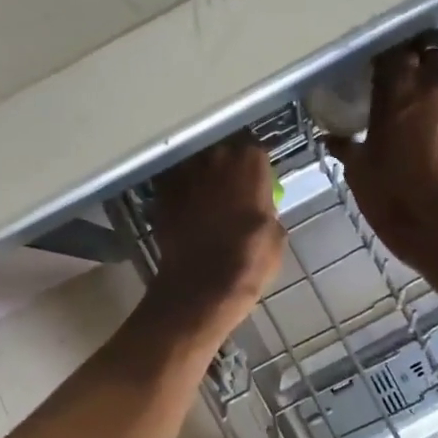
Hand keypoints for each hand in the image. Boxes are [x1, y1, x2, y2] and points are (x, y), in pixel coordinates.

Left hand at [147, 134, 285, 343]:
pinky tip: (183, 213)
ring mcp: (186, 174)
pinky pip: (173, 186)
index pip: (255, 153)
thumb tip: (262, 210)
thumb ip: (268, 211)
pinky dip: (178, 195)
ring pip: (195, 167)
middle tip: (230, 193)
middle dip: (226, 170)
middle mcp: (217, 159)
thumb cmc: (248, 261)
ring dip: (200, 179)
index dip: (253, 169)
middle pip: (223, 154)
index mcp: (250, 165)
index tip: (255, 184)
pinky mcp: (162, 193)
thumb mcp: (276, 236)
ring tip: (204, 202)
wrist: (200, 284)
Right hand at [325, 38, 437, 272]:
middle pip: (431, 58)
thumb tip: (331, 139)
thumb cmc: (389, 194)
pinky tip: (437, 140)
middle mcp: (432, 92)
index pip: (393, 56)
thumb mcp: (358, 171)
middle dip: (419, 64)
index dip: (386, 61)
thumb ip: (346, 147)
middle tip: (404, 82)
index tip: (377, 70)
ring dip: (436, 97)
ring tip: (422, 117)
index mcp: (398, 93)